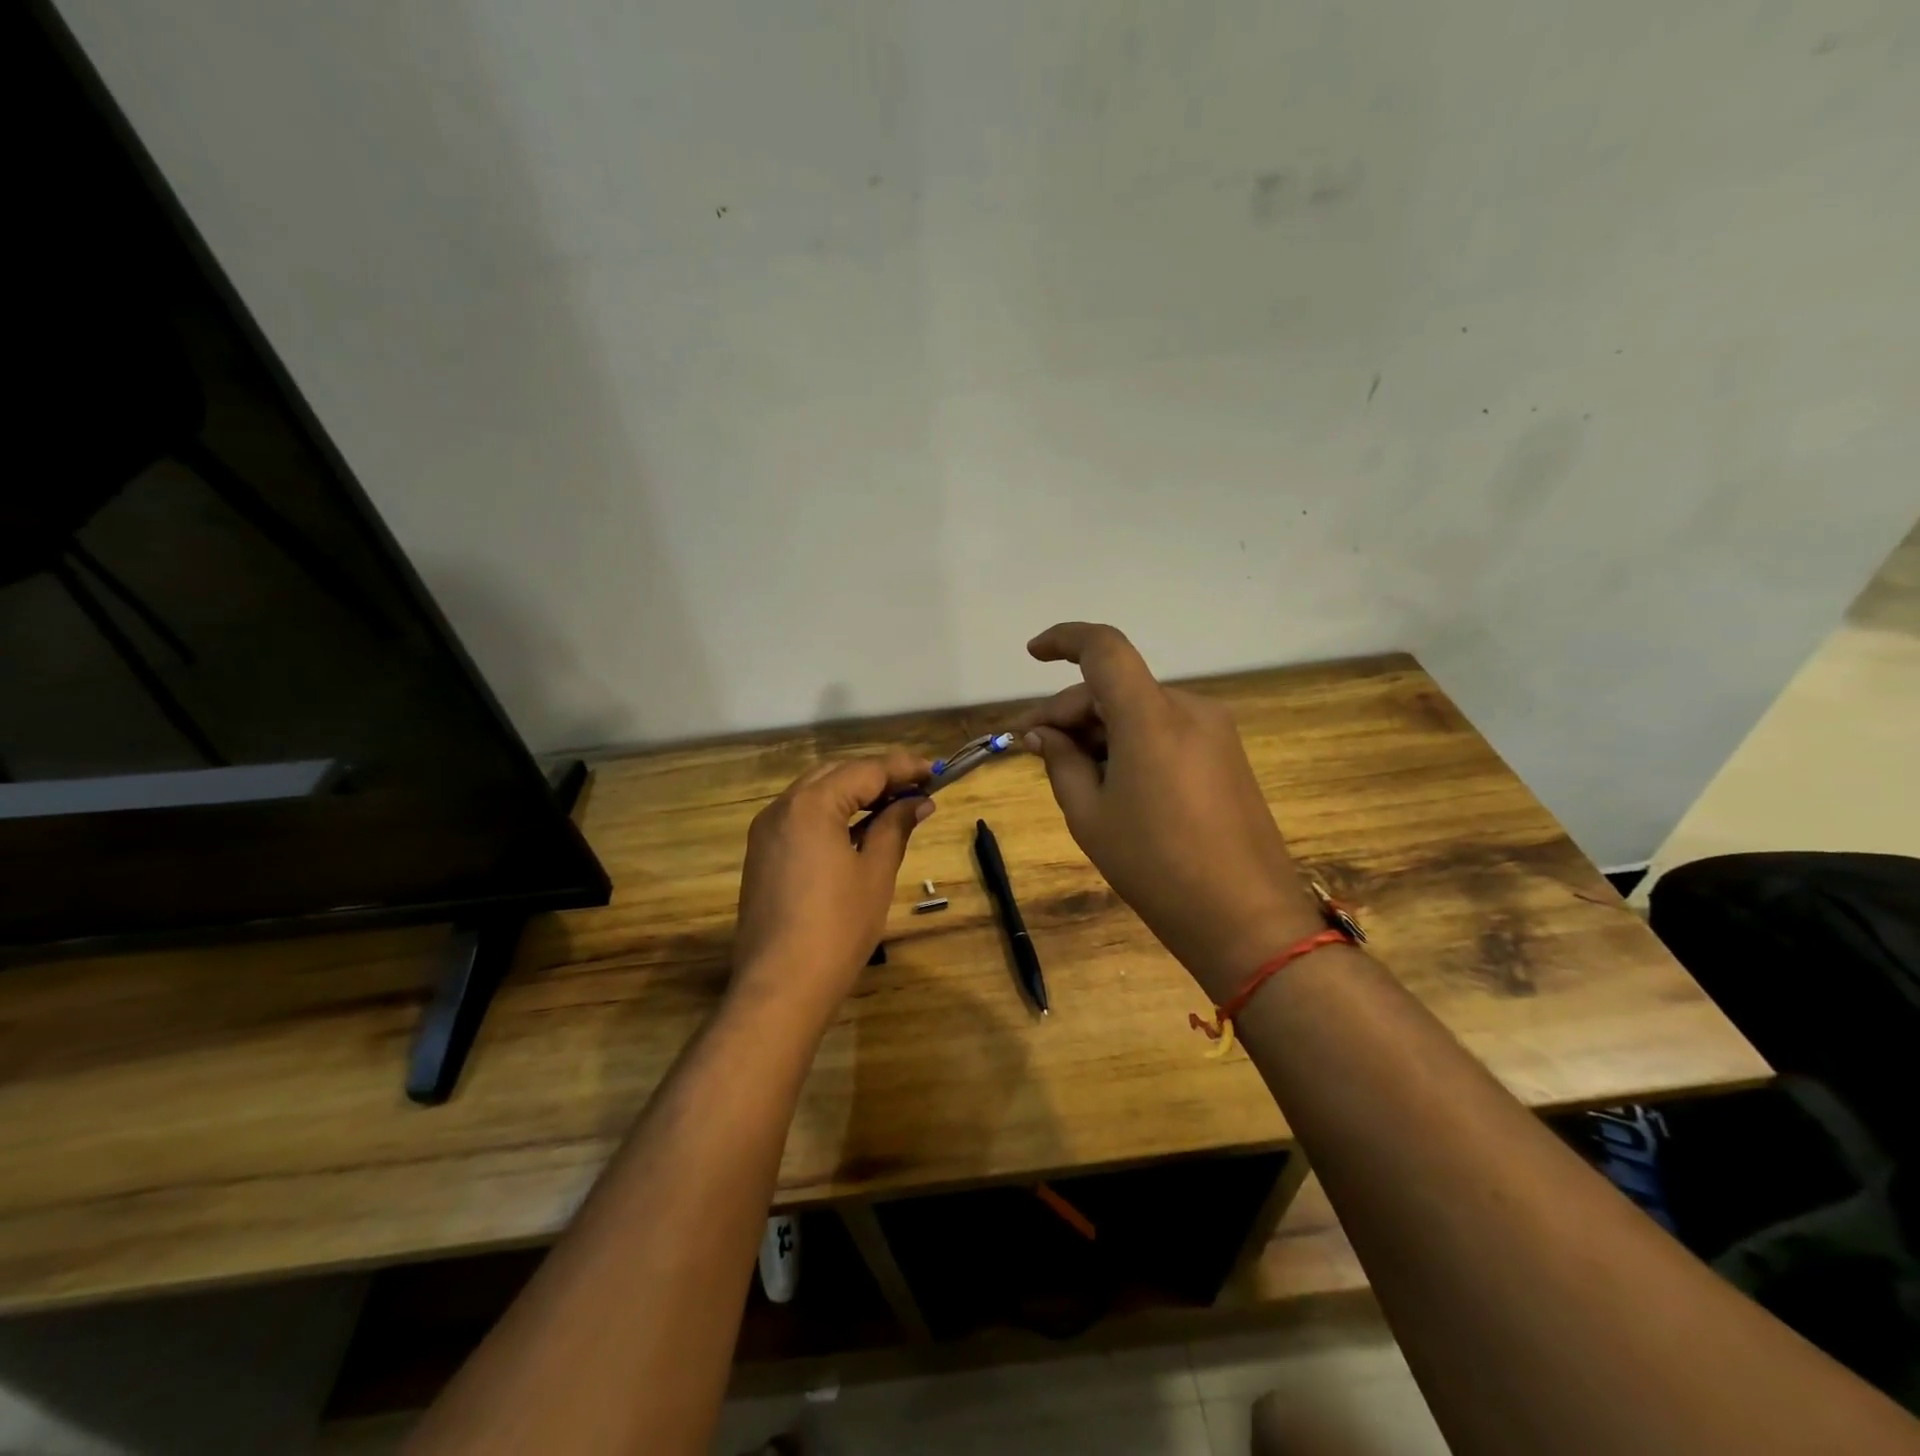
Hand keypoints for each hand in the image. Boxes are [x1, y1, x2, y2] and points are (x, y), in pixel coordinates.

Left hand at [731, 750, 933, 1013]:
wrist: (781, 986)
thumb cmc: (837, 928)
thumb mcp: (875, 873)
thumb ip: (895, 827)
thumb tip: (917, 802)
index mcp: (811, 805)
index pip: (865, 771)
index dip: (903, 768)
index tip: (935, 771)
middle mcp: (782, 807)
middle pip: (837, 774)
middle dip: (878, 777)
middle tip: (917, 787)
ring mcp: (766, 832)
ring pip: (816, 794)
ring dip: (855, 794)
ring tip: (895, 806)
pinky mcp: (762, 855)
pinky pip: (802, 818)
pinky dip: (833, 814)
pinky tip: (860, 830)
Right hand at [1016, 623, 1321, 1000]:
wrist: (1246, 919)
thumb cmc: (1155, 867)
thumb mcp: (1089, 815)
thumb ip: (1059, 761)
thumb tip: (1042, 733)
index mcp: (1151, 716)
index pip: (1104, 649)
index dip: (1063, 639)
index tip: (1032, 654)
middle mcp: (1188, 708)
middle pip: (1116, 686)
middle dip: (1070, 712)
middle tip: (1033, 749)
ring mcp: (1214, 730)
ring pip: (1139, 709)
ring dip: (1099, 729)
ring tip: (1071, 774)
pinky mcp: (1226, 754)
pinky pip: (1165, 730)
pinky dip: (1131, 742)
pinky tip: (1113, 781)